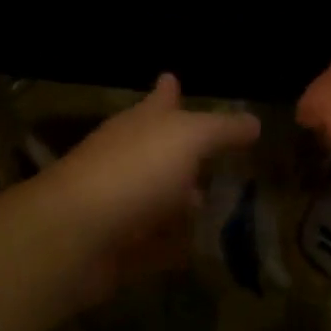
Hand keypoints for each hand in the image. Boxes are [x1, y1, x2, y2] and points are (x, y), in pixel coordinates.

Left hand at [34, 75, 259, 305]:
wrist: (76, 235)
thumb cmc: (134, 171)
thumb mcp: (187, 138)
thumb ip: (221, 129)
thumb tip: (254, 121)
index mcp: (140, 125)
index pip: (159, 100)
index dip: (168, 90)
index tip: (172, 78)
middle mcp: (129, 160)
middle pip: (160, 152)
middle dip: (185, 154)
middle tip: (221, 158)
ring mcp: (123, 205)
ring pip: (160, 200)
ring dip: (183, 204)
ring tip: (221, 206)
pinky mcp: (122, 249)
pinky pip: (158, 246)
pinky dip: (176, 247)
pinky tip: (201, 252)